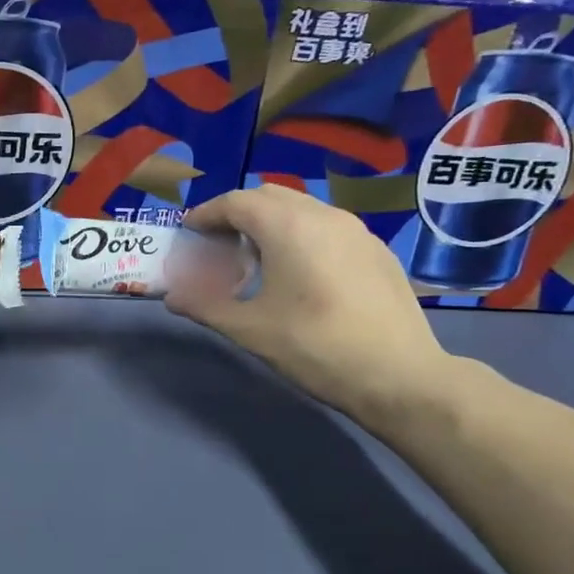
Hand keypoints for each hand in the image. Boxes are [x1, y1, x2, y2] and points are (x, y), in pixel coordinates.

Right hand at [165, 185, 453, 425]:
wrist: (401, 377)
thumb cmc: (316, 348)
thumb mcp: (250, 330)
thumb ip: (205, 305)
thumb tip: (172, 296)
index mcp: (288, 226)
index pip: (235, 203)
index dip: (206, 215)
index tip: (188, 234)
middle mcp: (323, 215)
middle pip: (268, 197)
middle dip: (237, 215)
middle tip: (219, 247)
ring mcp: (356, 230)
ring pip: (301, 209)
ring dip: (270, 224)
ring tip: (257, 262)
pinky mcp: (376, 250)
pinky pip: (327, 227)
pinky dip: (300, 236)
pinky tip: (300, 275)